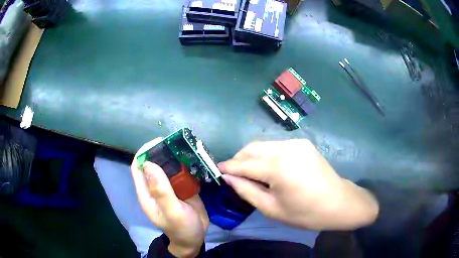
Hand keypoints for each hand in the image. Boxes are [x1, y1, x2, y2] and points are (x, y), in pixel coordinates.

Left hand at [131, 138, 208, 257]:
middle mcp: (155, 187)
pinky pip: (181, 172)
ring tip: (188, 148)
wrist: (195, 238)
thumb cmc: (182, 228)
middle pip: (154, 163)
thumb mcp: (172, 212)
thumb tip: (149, 164)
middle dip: (162, 151)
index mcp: (147, 193)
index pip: (138, 167)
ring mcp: (169, 187)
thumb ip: (161, 191)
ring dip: (175, 156)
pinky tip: (195, 159)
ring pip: (168, 166)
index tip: (159, 142)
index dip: (145, 152)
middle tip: (178, 143)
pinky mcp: (181, 188)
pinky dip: (186, 164)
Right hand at [218, 139, 378, 229]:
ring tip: (249, 172)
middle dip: (238, 159)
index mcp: (279, 167)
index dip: (228, 167)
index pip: (244, 164)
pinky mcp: (302, 143)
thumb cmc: (306, 213)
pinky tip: (268, 168)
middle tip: (232, 174)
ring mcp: (296, 142)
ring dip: (251, 156)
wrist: (339, 202)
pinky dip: (266, 155)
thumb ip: (247, 191)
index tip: (217, 171)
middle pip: (252, 148)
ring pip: (263, 145)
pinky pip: (276, 146)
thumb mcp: (272, 209)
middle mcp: (286, 148)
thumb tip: (228, 178)